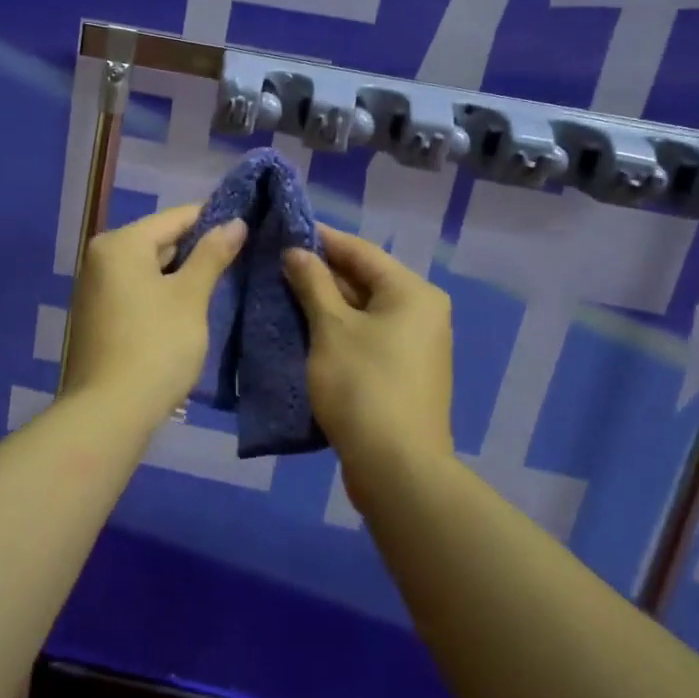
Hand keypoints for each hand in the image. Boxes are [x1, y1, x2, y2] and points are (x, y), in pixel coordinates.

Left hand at [59, 204, 246, 425]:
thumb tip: (235, 222)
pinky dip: (163, 293)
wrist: (109, 413)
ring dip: (182, 274)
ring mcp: (95, 288)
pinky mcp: (98, 316)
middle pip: (160, 241)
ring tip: (223, 281)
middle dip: (198, 249)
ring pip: (149, 268)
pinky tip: (190, 307)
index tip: (249, 224)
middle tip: (241, 256)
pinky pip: (137, 290)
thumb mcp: (191, 298)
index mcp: (121, 244)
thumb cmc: (156, 346)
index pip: (175, 218)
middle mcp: (101, 257)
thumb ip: (212, 255)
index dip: (214, 219)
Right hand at [283, 227, 454, 478]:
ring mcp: (415, 345)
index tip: (283, 230)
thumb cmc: (363, 385)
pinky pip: (367, 337)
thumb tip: (296, 252)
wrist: (397, 467)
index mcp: (412, 292)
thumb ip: (312, 283)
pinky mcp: (403, 373)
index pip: (360, 250)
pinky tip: (304, 330)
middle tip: (276, 264)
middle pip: (364, 279)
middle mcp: (422, 312)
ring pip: (363, 311)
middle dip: (320, 273)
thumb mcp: (331, 328)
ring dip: (325, 303)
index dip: (320, 239)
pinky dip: (338, 330)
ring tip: (282, 293)